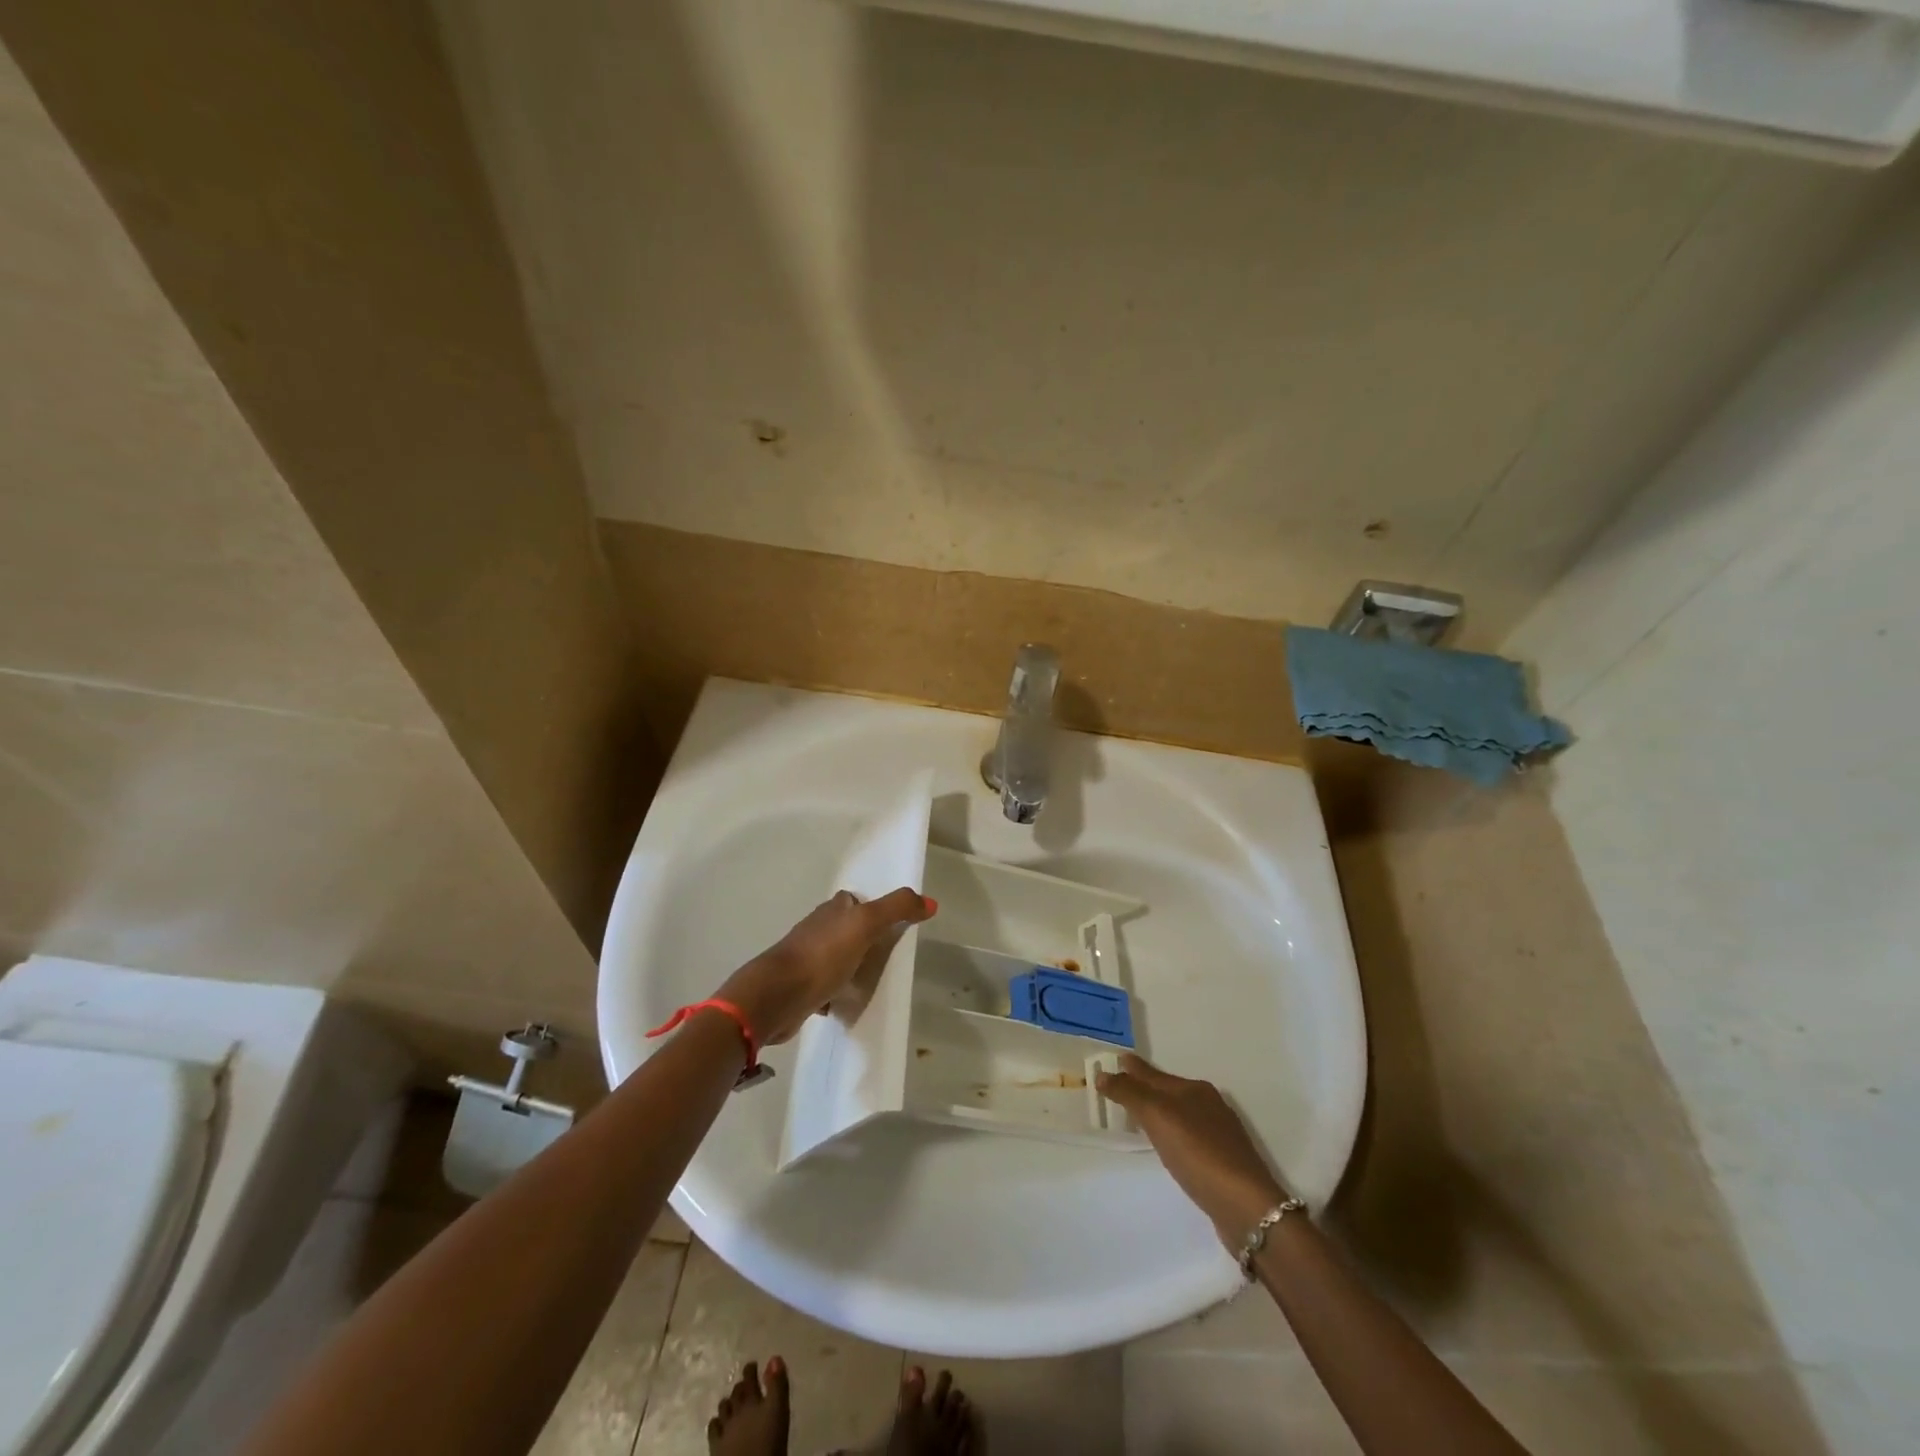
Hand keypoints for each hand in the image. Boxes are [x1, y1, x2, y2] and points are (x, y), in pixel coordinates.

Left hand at [716, 887, 933, 1046]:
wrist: (776, 997)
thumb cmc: (823, 955)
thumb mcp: (866, 924)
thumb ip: (897, 908)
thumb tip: (931, 902)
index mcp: (832, 910)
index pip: (855, 901)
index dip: (873, 908)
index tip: (894, 924)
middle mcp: (817, 929)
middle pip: (846, 930)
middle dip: (865, 940)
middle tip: (890, 956)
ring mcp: (806, 959)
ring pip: (836, 958)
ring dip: (851, 967)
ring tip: (874, 981)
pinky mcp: (800, 988)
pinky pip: (825, 986)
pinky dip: (836, 993)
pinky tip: (847, 1003)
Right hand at [1097, 1053, 1291, 1245]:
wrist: (1246, 1206)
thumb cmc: (1198, 1153)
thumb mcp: (1158, 1117)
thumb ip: (1129, 1094)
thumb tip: (1103, 1074)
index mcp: (1194, 1089)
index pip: (1153, 1074)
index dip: (1132, 1069)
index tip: (1115, 1060)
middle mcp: (1208, 1105)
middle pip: (1167, 1091)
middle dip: (1145, 1087)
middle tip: (1119, 1087)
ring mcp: (1219, 1134)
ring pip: (1179, 1114)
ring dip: (1158, 1112)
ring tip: (1138, 1115)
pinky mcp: (1223, 1162)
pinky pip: (1188, 1137)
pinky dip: (1172, 1134)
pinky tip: (1169, 1146)